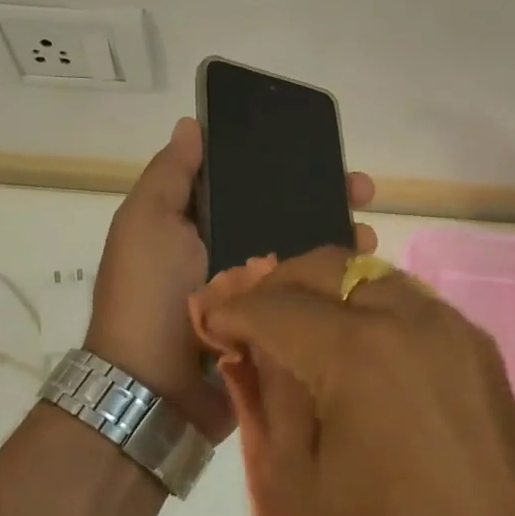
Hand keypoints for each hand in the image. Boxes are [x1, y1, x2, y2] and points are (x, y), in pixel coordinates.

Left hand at [85, 119, 376, 441]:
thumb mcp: (146, 224)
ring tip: (369, 234)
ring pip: (306, 254)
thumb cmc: (148, 296)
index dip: (282, 164)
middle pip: (286, 216)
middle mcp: (230, 254)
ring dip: (339, 239)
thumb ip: (170, 176)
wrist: (155, 390)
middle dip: (325, 198)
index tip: (318, 151)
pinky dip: (336, 282)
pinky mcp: (277, 327)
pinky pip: (310, 297)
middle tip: (363, 191)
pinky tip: (363, 272)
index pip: (248, 184)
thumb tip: (191, 125)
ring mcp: (256, 294)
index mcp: (199, 226)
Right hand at [201, 247, 514, 515]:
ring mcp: (454, 328)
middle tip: (254, 315)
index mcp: (359, 354)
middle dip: (280, 283)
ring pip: (374, 275)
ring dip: (329, 289)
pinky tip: (356, 345)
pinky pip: (412, 303)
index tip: (212, 323)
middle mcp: (411, 319)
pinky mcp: (480, 349)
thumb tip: (258, 350)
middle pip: (329, 267)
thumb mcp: (300, 479)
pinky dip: (372, 307)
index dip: (234, 310)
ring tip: (302, 325)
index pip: (277, 305)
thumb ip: (273, 396)